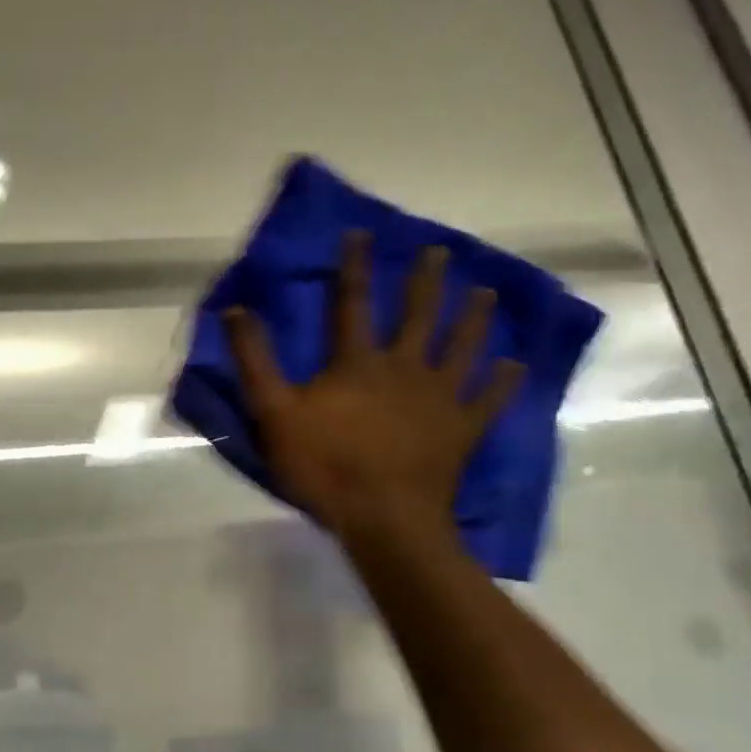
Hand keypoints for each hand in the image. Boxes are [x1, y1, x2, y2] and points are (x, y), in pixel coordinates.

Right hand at [225, 233, 522, 543]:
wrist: (384, 518)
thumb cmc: (325, 466)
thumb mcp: (274, 414)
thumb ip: (255, 361)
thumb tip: (236, 310)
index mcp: (358, 362)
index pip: (353, 303)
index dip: (354, 266)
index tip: (362, 233)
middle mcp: (404, 368)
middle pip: (418, 315)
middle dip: (427, 281)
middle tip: (440, 251)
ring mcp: (440, 398)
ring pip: (461, 347)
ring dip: (473, 319)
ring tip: (486, 293)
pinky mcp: (462, 429)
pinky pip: (488, 401)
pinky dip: (502, 383)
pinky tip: (514, 366)